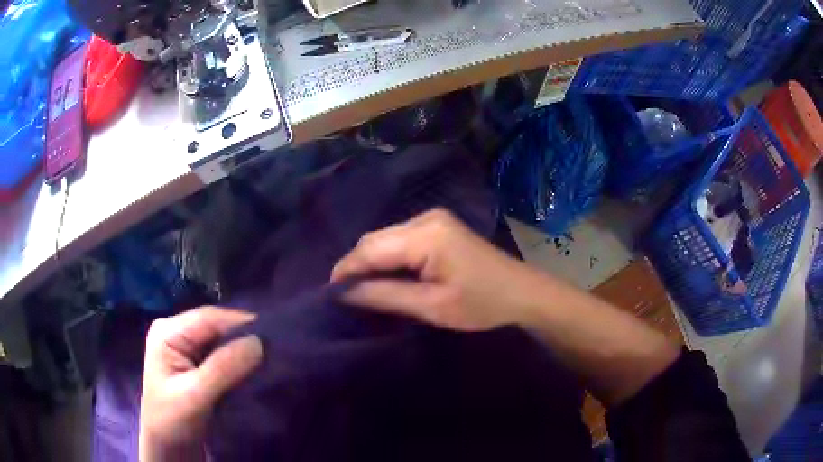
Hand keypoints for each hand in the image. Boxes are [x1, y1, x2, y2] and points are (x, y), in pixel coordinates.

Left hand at [139, 307, 262, 461]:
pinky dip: (240, 363)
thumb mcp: (194, 396)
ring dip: (244, 352)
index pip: (210, 318)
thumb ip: (223, 368)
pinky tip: (256, 370)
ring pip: (223, 342)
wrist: (168, 448)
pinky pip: (223, 357)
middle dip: (245, 338)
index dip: (242, 324)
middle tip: (277, 351)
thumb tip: (258, 341)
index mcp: (169, 332)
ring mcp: (187, 349)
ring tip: (272, 360)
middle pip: (217, 328)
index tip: (275, 338)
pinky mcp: (197, 365)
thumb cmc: (172, 421)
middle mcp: (178, 333)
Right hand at [331, 209, 542, 331]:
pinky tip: (386, 277)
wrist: (521, 292)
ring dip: (371, 262)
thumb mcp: (431, 306)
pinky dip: (387, 257)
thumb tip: (343, 293)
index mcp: (426, 235)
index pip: (370, 248)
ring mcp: (433, 218)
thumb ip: (384, 296)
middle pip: (375, 239)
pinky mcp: (438, 226)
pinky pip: (399, 239)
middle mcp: (425, 217)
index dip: (345, 270)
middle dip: (356, 265)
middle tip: (345, 296)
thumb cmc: (481, 304)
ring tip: (362, 289)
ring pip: (385, 238)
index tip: (330, 294)